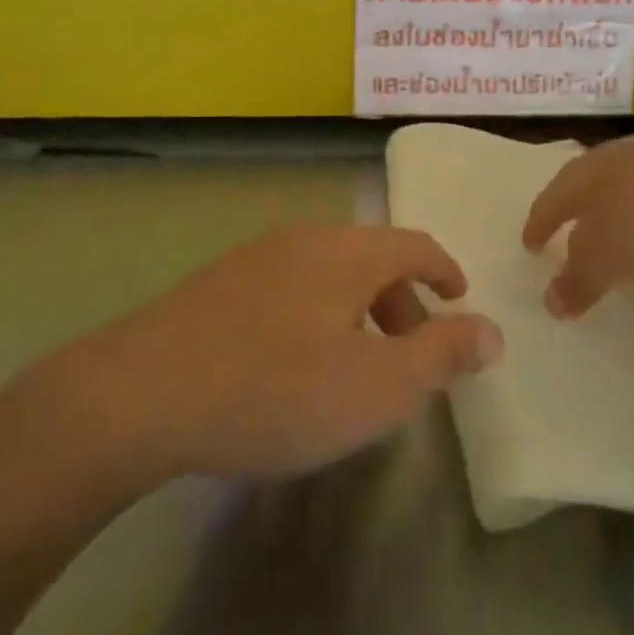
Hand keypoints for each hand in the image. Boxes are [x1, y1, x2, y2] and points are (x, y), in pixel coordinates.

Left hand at [69, 226, 501, 481]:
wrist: (140, 393)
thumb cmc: (276, 389)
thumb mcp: (376, 386)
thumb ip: (441, 355)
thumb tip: (492, 331)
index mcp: (348, 252)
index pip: (414, 245)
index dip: (444, 270)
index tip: (459, 299)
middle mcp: (303, 240)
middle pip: (371, 257)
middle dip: (401, 300)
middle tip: (410, 351)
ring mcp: (254, 259)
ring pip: (327, 274)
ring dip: (356, 310)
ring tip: (354, 364)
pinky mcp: (216, 286)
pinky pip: (288, 289)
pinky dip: (314, 315)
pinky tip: (292, 364)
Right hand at [522, 112, 633, 320]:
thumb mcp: (605, 256)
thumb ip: (578, 281)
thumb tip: (550, 303)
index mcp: (583, 180)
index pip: (549, 204)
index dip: (537, 228)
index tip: (529, 249)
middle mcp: (616, 171)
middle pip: (594, 206)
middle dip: (586, 236)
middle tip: (576, 261)